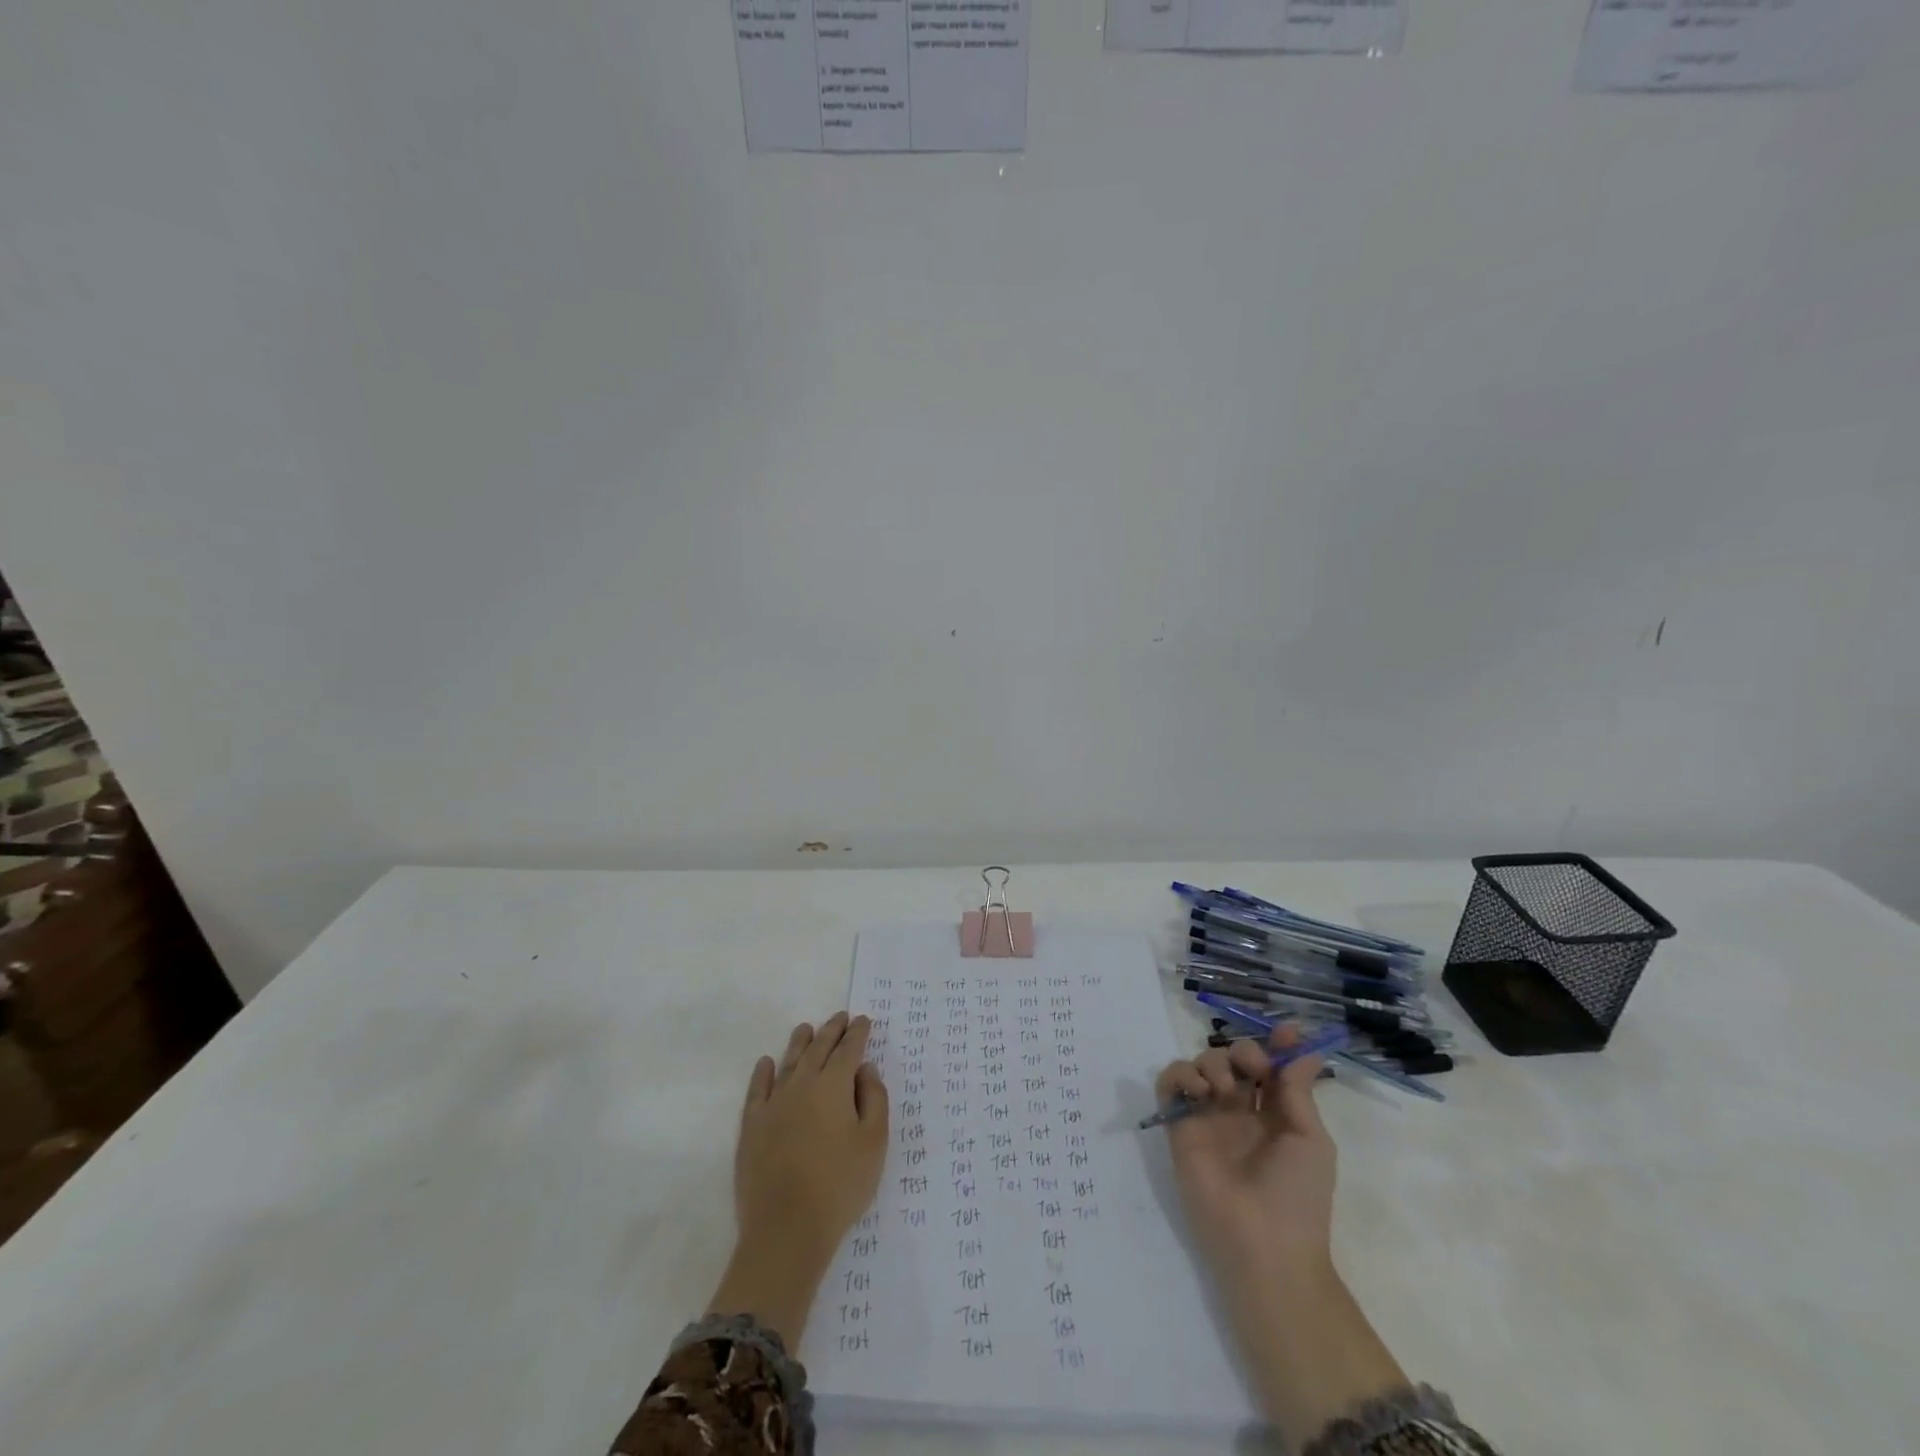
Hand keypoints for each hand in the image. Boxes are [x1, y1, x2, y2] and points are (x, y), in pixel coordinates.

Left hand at [707, 1013, 888, 1347]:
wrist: (786, 1229)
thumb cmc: (840, 1185)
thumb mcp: (874, 1142)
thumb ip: (874, 1098)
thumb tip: (864, 1068)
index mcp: (834, 1085)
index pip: (848, 1049)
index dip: (857, 1033)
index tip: (863, 1021)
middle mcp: (802, 1084)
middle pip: (818, 1049)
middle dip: (831, 1030)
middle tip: (840, 1017)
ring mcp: (773, 1104)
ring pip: (788, 1062)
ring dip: (800, 1042)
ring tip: (806, 1028)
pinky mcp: (752, 1126)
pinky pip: (757, 1089)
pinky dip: (763, 1072)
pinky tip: (766, 1063)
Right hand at [1157, 1025, 1406, 1442]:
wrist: (1262, 1244)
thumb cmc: (1298, 1195)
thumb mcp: (1309, 1139)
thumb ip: (1297, 1090)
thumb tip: (1306, 1048)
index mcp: (1275, 1114)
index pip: (1271, 1067)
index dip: (1276, 1044)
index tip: (1286, 1029)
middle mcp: (1240, 1110)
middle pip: (1234, 1057)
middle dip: (1244, 1050)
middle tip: (1253, 1067)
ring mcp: (1207, 1116)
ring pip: (1201, 1063)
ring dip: (1214, 1062)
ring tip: (1224, 1089)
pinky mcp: (1179, 1125)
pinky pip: (1169, 1082)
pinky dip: (1180, 1074)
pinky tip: (1198, 1091)